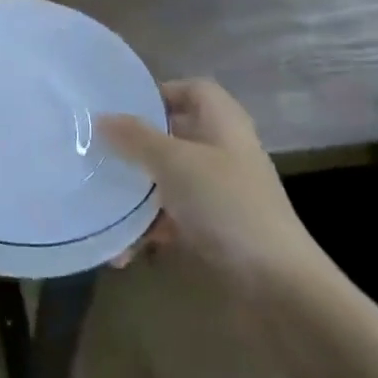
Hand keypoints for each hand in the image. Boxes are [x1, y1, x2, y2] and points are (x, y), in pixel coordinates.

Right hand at [99, 80, 322, 281]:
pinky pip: (173, 220)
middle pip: (175, 136)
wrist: (277, 287)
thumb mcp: (175, 162)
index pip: (192, 90)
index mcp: (223, 124)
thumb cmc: (226, 205)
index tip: (121, 109)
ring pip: (169, 180)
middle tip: (99, 153)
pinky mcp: (215, 232)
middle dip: (137, 146)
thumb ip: (135, 137)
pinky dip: (150, 231)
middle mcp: (223, 153)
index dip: (160, 93)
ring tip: (102, 206)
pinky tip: (123, 251)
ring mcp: (220, 194)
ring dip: (137, 195)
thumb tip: (101, 118)